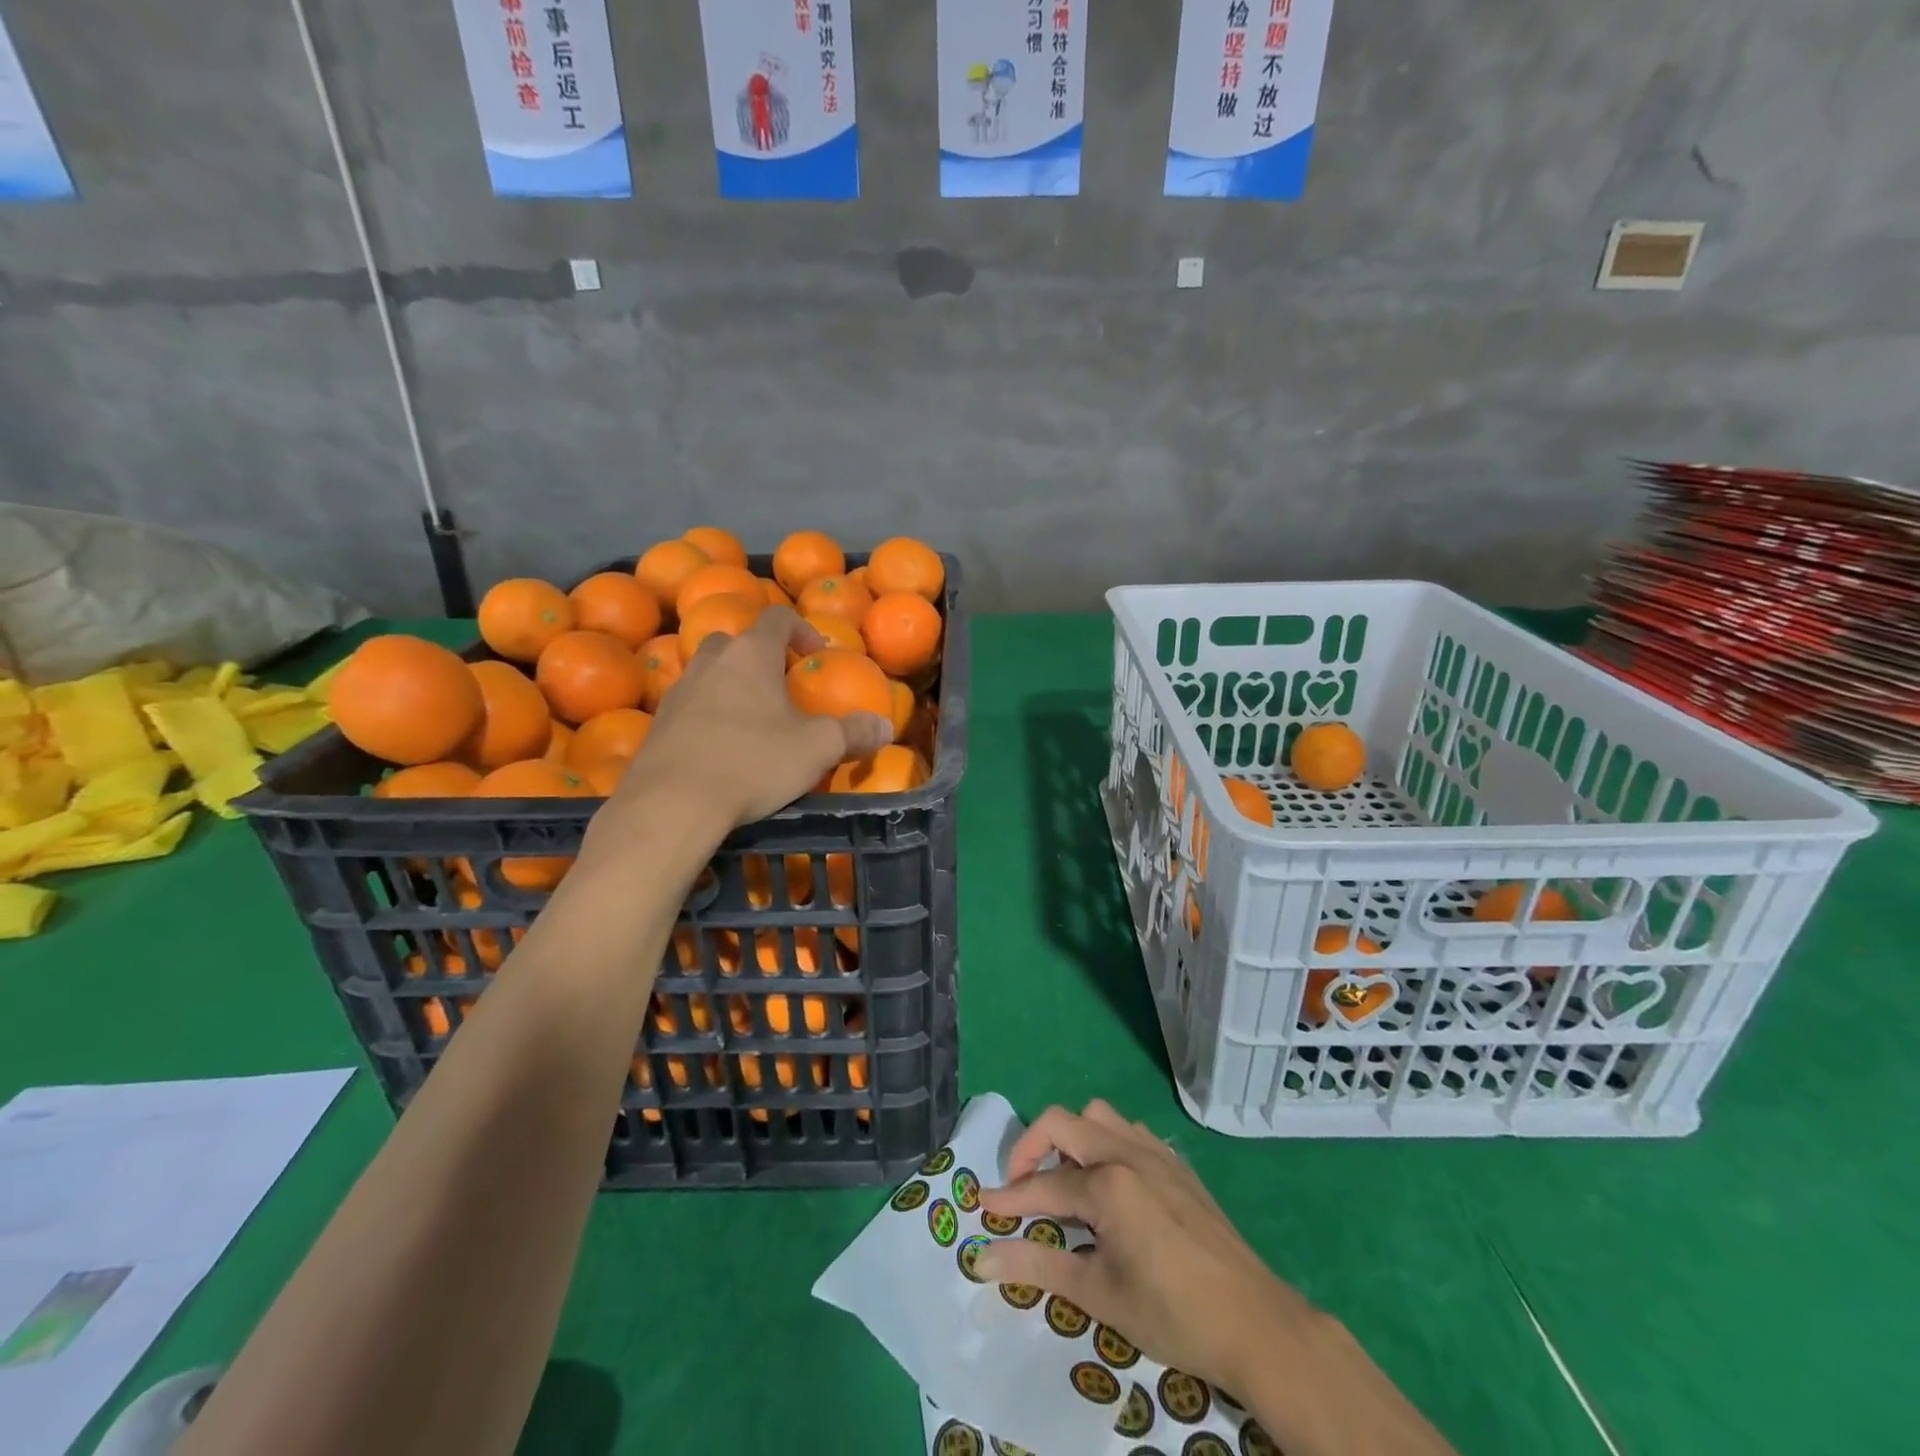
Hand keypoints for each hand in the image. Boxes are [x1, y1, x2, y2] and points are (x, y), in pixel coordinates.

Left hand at [601, 606, 890, 835]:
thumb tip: (886, 727)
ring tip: (753, 720)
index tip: (816, 654)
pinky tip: (722, 748)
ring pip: (709, 673)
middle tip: (781, 687)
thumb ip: (854, 733)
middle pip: (737, 642)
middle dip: (761, 657)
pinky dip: (709, 715)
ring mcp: (679, 690)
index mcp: (751, 654)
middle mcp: (712, 661)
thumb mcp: (817, 749)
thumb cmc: (753, 761)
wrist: (673, 802)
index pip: (778, 618)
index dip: (801, 629)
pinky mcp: (659, 723)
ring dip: (732, 686)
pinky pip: (690, 706)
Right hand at [976, 1101, 1454, 1455]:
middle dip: (1031, 1148)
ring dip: (1071, 1138)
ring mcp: (1155, 1152)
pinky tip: (1110, 1183)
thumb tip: (983, 1257)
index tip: (982, 1208)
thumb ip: (1038, 1267)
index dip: (1009, 1198)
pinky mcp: (1176, 1164)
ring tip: (1065, 1182)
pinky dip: (1105, 1142)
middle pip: (1063, 1123)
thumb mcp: (1100, 1295)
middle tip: (1020, 1189)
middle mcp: (1127, 1152)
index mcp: (1108, 1183)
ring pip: (1098, 1116)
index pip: (1044, 1185)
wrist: (1256, 1322)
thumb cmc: (1172, 1313)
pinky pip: (1128, 1130)